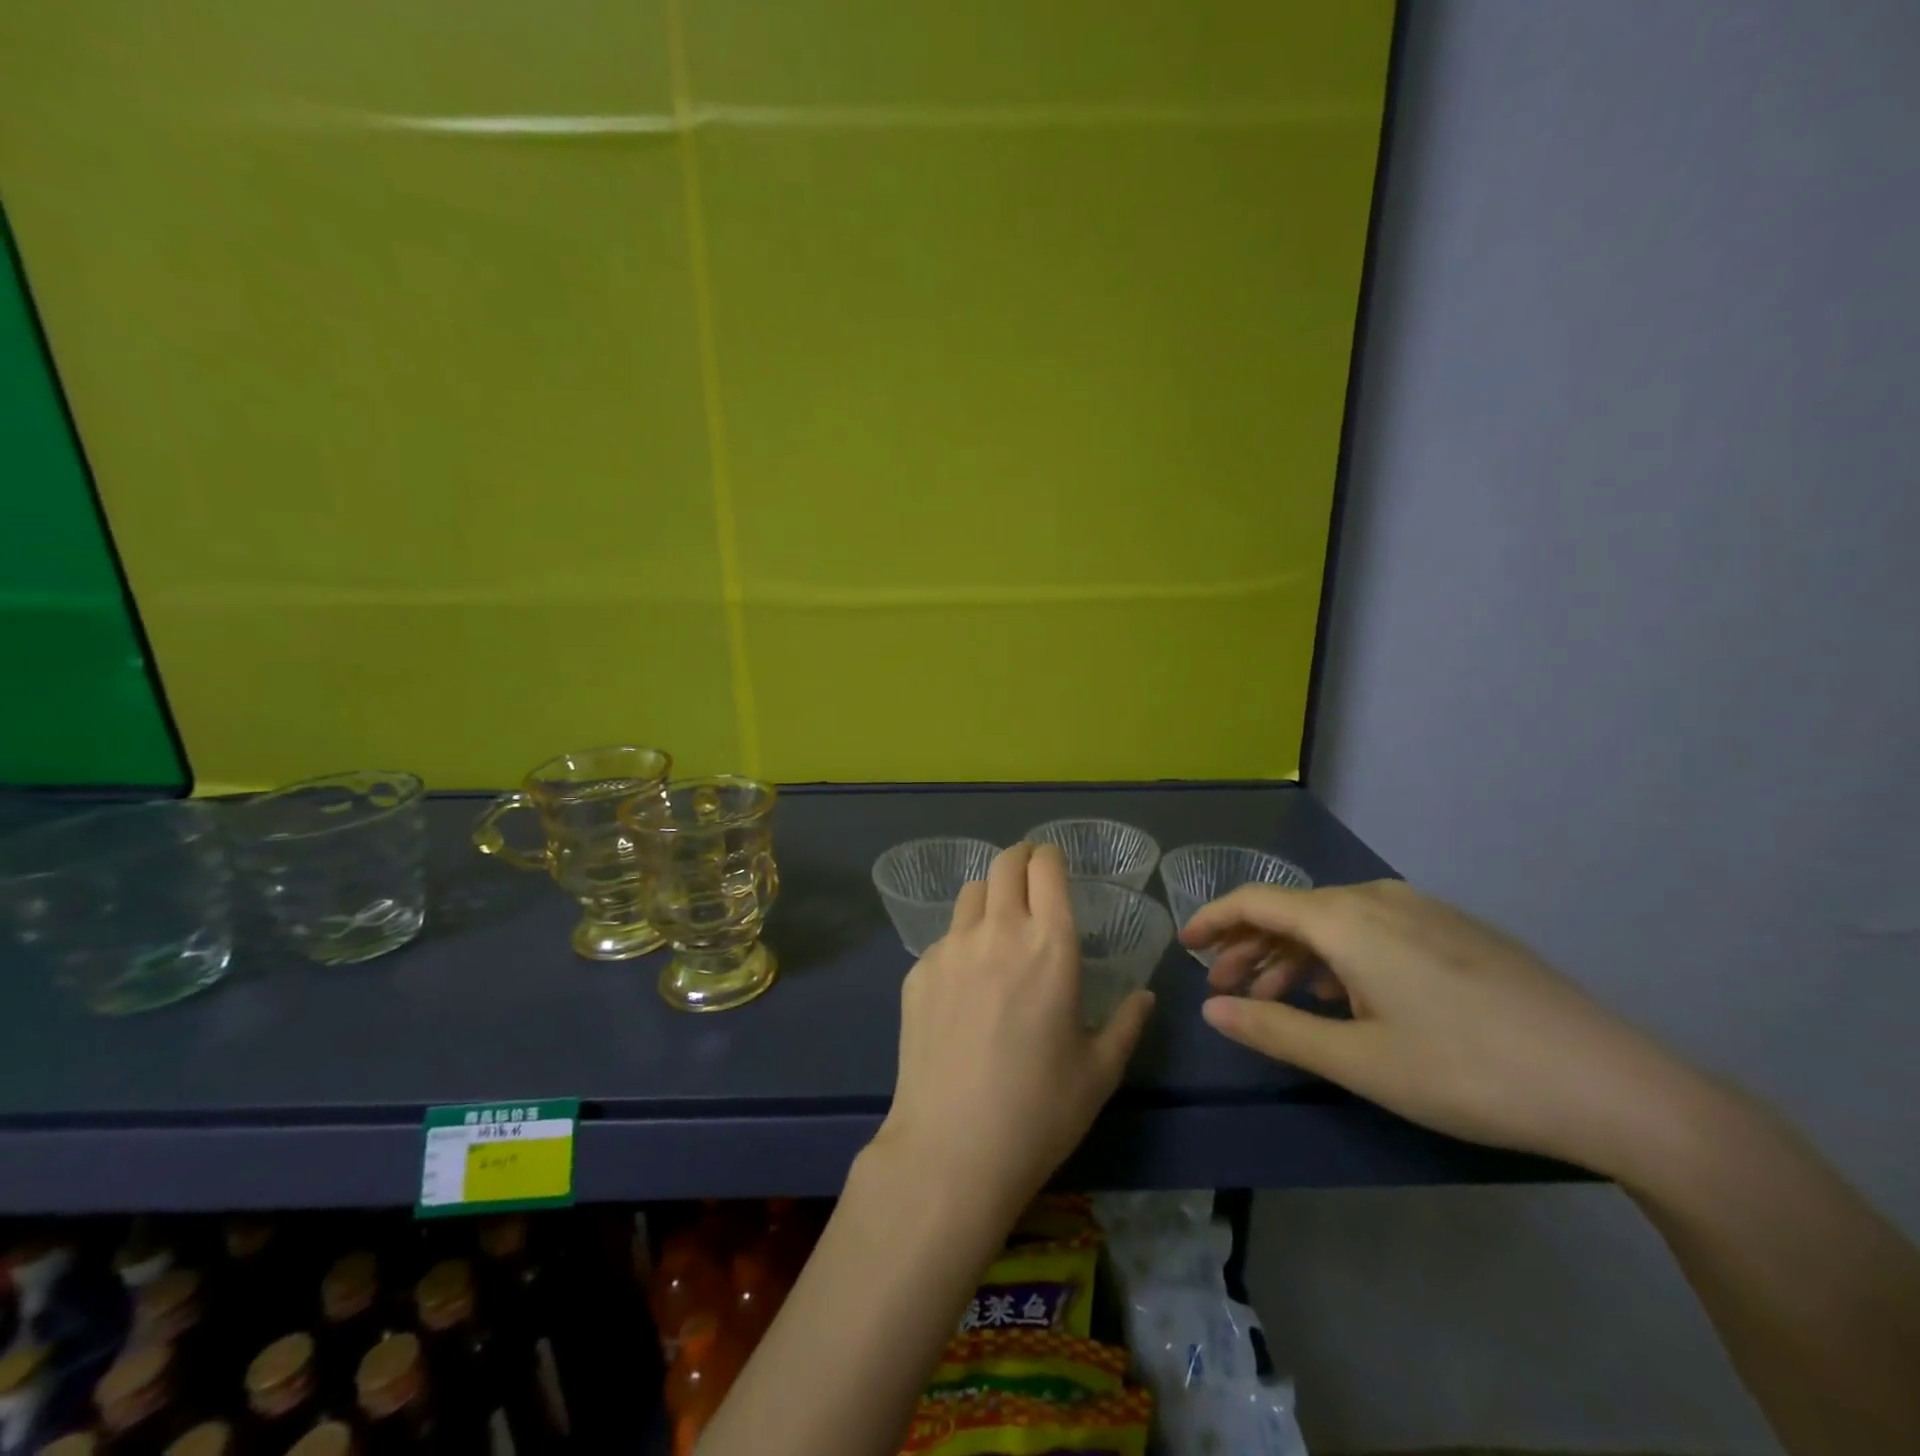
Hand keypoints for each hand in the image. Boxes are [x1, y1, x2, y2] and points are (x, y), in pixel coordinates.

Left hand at [876, 842, 1154, 1221]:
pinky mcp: (917, 971)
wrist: (952, 1148)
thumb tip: (1144, 996)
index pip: (1046, 868)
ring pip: (970, 894)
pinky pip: (944, 938)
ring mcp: (951, 948)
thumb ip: (1126, 1023)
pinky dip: (961, 942)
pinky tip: (966, 985)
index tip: (1055, 865)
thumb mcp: (1099, 1071)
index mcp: (1050, 945)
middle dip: (1020, 859)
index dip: (1051, 856)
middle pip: (1003, 863)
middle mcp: (998, 931)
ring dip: (989, 895)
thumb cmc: (1039, 1110)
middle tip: (1030, 878)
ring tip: (998, 925)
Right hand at [1183, 880, 1699, 1175]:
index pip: (1256, 901)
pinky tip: (1341, 998)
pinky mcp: (1456, 932)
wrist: (1614, 1086)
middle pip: (1293, 911)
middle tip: (1222, 987)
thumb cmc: (1468, 1071)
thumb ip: (1275, 1029)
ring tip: (1274, 999)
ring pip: (1333, 922)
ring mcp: (1424, 912)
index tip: (1183, 944)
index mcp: (1347, 919)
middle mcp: (1379, 899)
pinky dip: (1336, 958)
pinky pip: (1372, 931)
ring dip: (1293, 956)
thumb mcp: (1359, 1061)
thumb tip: (1211, 1008)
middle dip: (1249, 947)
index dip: (1213, 919)